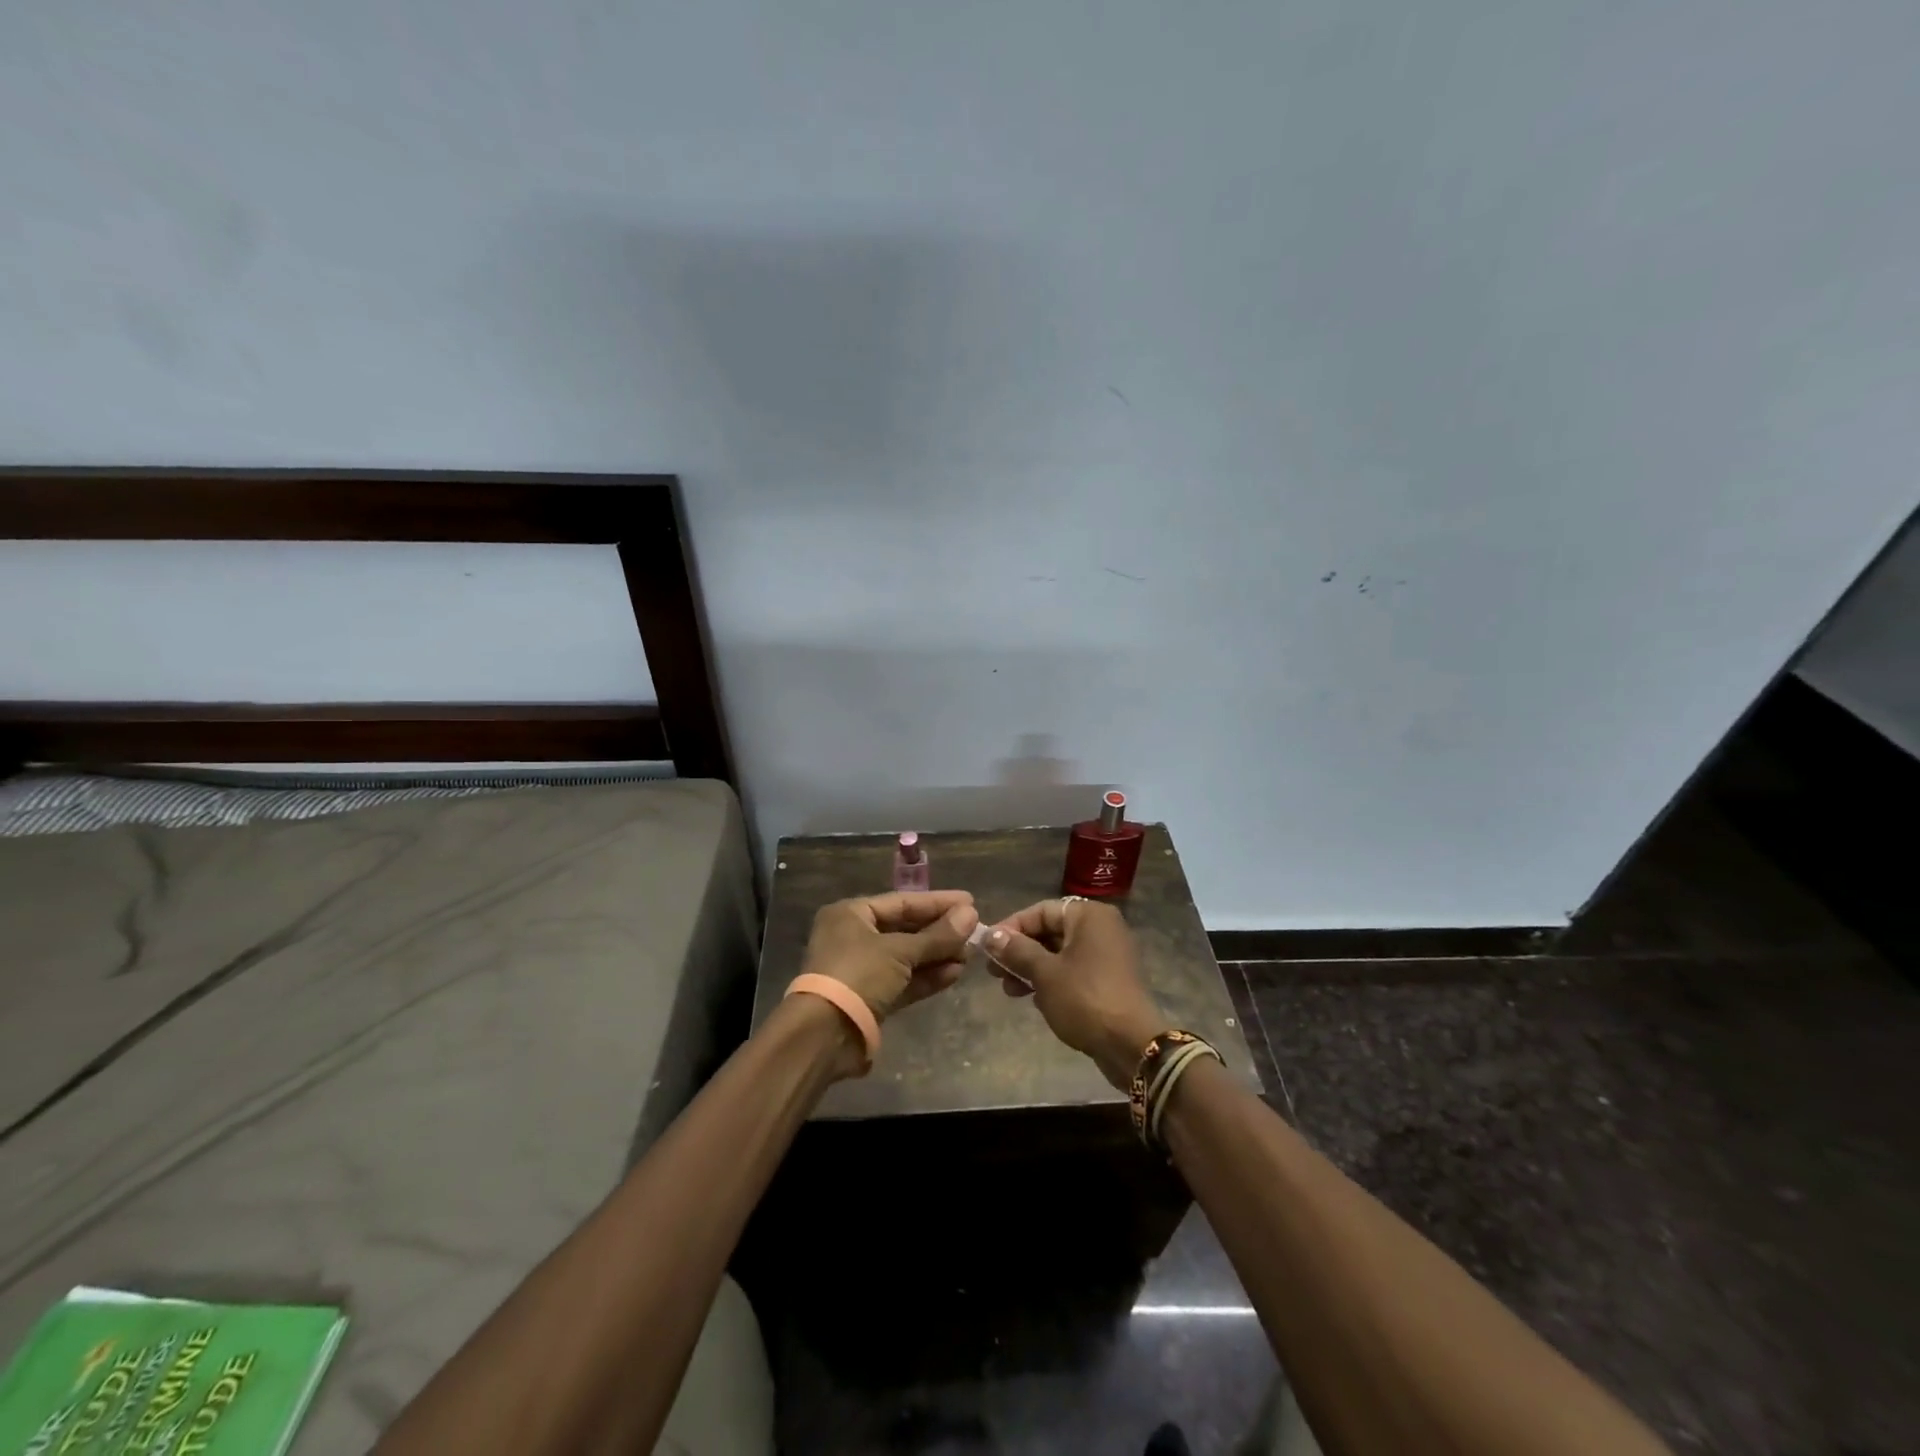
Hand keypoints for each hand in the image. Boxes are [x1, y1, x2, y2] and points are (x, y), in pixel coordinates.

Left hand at [799, 890, 979, 1025]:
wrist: (825, 1034)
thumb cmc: (859, 974)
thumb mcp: (900, 951)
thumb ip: (938, 935)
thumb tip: (971, 914)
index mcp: (851, 914)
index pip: (902, 902)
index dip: (937, 902)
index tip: (970, 902)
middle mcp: (854, 937)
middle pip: (905, 929)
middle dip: (940, 932)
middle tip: (975, 931)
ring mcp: (862, 969)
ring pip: (907, 957)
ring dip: (938, 955)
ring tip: (970, 955)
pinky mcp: (871, 998)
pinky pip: (904, 981)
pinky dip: (927, 977)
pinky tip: (955, 973)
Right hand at [982, 899, 1167, 1088]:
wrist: (1132, 1045)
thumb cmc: (1085, 999)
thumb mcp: (1045, 973)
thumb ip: (1016, 951)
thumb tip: (990, 935)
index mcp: (1089, 916)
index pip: (1041, 911)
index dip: (1011, 927)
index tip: (988, 947)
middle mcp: (1101, 928)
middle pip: (1050, 931)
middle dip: (1019, 951)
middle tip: (993, 972)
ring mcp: (1107, 954)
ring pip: (1059, 953)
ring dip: (1031, 969)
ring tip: (1009, 990)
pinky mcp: (1108, 979)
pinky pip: (1072, 970)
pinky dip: (1051, 980)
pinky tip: (1032, 999)